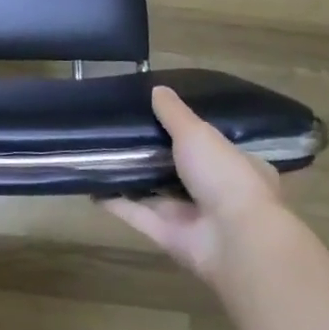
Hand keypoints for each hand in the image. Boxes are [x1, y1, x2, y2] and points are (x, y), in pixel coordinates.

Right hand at [104, 86, 286, 280]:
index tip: (158, 117)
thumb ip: (174, 113)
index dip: (188, 133)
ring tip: (100, 152)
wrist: (234, 240)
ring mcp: (192, 218)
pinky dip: (115, 201)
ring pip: (155, 192)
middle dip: (153, 154)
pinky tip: (91, 184)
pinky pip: (137, 214)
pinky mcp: (168, 237)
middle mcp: (217, 193)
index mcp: (237, 167)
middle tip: (120, 131)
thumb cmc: (225, 176)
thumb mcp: (198, 133)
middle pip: (179, 169)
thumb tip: (157, 89)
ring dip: (131, 176)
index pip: (212, 146)